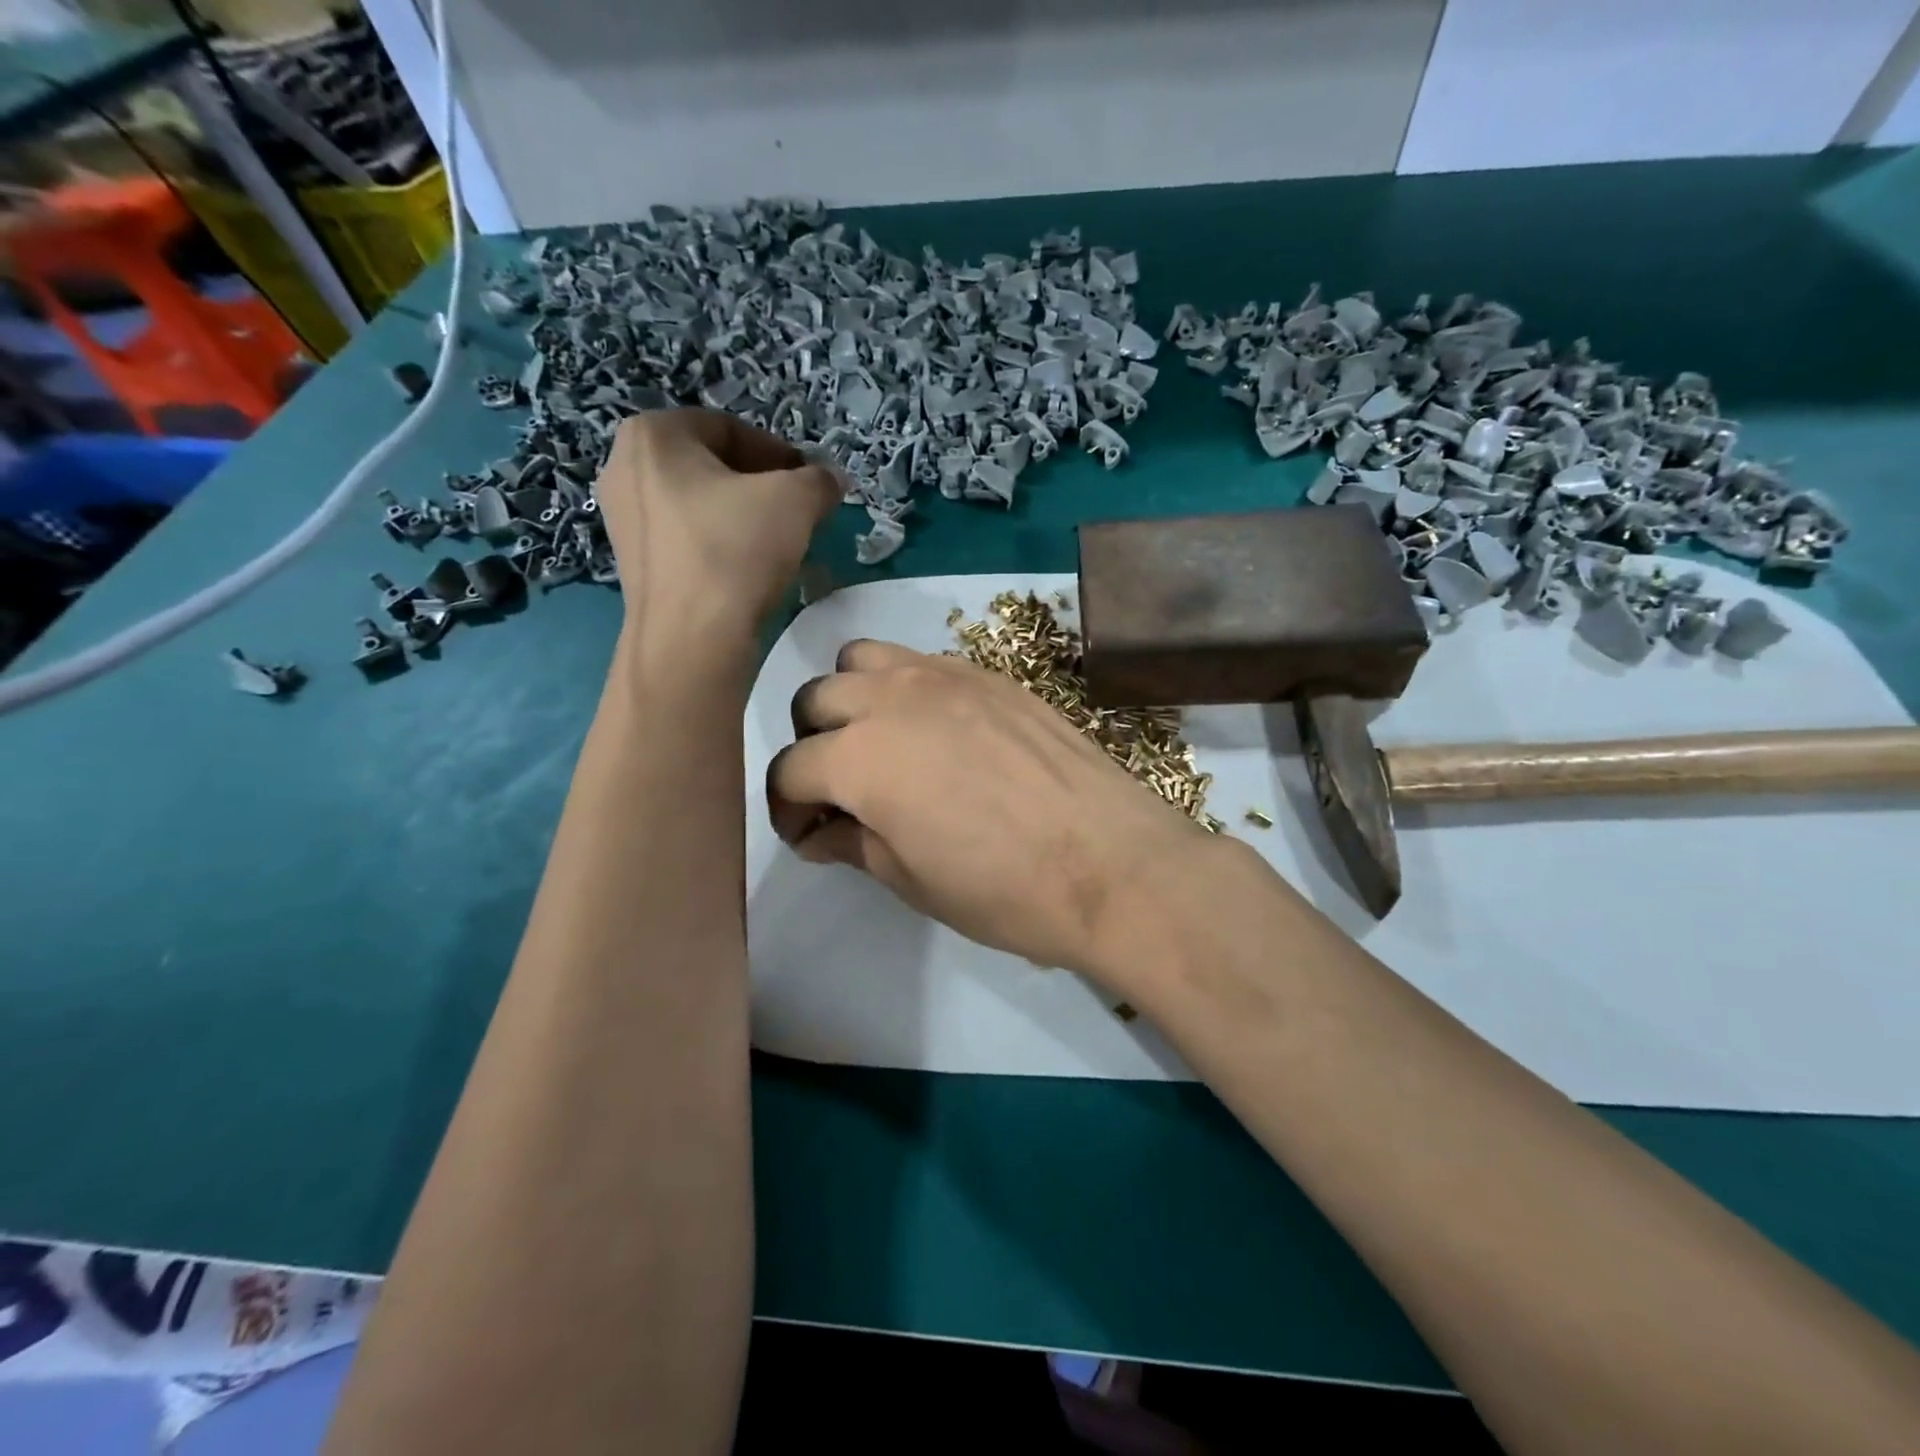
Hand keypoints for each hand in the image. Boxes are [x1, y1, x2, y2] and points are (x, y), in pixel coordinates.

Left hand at [594, 409, 840, 647]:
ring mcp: (622, 520)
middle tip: (799, 512)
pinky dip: (720, 546)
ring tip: (778, 544)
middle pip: (712, 466)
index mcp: (653, 435)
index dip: (779, 453)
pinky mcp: (633, 564)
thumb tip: (831, 480)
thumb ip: (819, 480)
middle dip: (761, 486)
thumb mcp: (796, 501)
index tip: (810, 483)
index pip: (730, 429)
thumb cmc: (736, 551)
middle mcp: (624, 468)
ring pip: (700, 505)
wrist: (692, 640)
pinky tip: (748, 571)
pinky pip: (686, 539)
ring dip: (744, 517)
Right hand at [766, 640, 1217, 981]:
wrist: (1111, 864)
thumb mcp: (912, 881)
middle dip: (811, 744)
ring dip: (852, 699)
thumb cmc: (1004, 890)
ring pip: (863, 661)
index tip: (807, 835)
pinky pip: (922, 661)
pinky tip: (934, 730)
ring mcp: (944, 676)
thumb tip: (820, 831)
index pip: (790, 769)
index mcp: (860, 758)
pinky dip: (904, 687)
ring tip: (879, 742)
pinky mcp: (989, 673)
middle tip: (839, 789)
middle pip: (815, 700)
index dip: (787, 808)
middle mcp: (891, 699)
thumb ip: (854, 844)